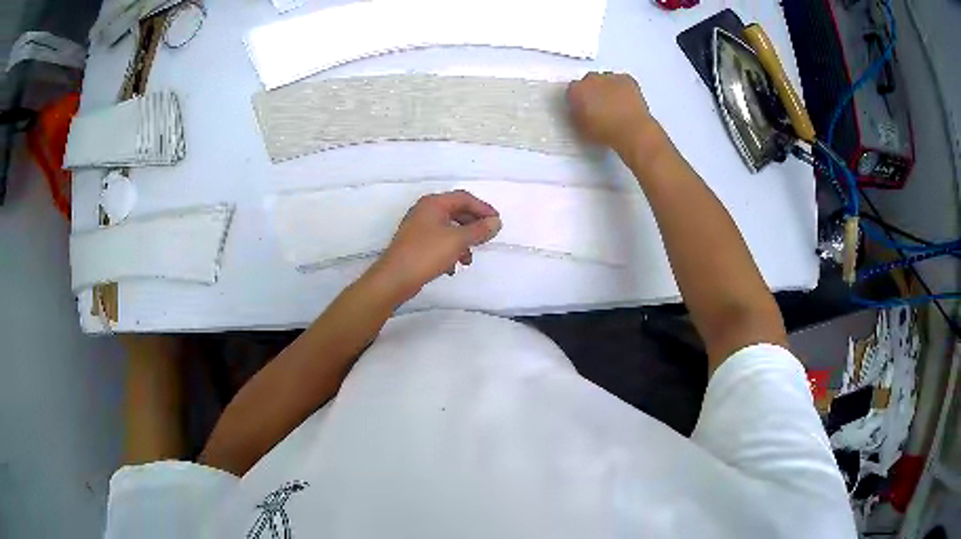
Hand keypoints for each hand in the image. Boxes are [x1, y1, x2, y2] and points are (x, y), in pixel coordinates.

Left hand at [367, 190, 501, 301]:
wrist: (395, 278)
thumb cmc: (426, 253)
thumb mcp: (457, 240)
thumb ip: (479, 230)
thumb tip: (496, 222)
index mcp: (433, 203)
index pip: (464, 198)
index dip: (483, 208)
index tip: (497, 222)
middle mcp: (425, 211)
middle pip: (456, 212)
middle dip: (473, 227)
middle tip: (487, 238)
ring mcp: (418, 228)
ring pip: (448, 229)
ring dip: (462, 242)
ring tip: (468, 260)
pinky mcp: (416, 244)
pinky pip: (439, 242)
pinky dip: (450, 251)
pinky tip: (453, 267)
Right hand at [566, 72, 655, 153]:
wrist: (630, 131)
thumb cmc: (607, 131)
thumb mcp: (581, 129)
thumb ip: (577, 114)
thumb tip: (579, 112)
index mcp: (576, 91)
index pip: (572, 90)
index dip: (578, 100)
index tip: (583, 108)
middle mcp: (590, 79)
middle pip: (588, 81)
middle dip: (592, 92)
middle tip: (599, 107)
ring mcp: (609, 78)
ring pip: (605, 80)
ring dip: (608, 89)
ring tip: (614, 106)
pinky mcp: (626, 79)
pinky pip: (622, 80)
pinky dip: (622, 87)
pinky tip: (625, 100)